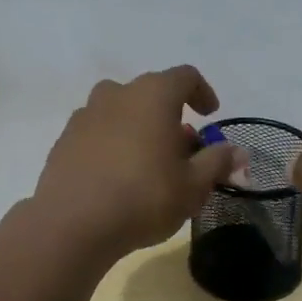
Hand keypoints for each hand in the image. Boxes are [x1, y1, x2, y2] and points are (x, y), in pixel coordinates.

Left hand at [31, 66, 242, 259]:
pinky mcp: (64, 139)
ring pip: (120, 111)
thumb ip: (217, 162)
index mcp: (152, 95)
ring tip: (149, 162)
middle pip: (150, 93)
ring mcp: (85, 115)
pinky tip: (116, 176)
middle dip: (170, 116)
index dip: (202, 92)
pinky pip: (97, 131)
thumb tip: (236, 151)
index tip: (210, 115)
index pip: (185, 77)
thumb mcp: (193, 186)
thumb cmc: (144, 197)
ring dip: (139, 127)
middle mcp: (116, 94)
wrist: (72, 223)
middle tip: (182, 150)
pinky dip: (112, 143)